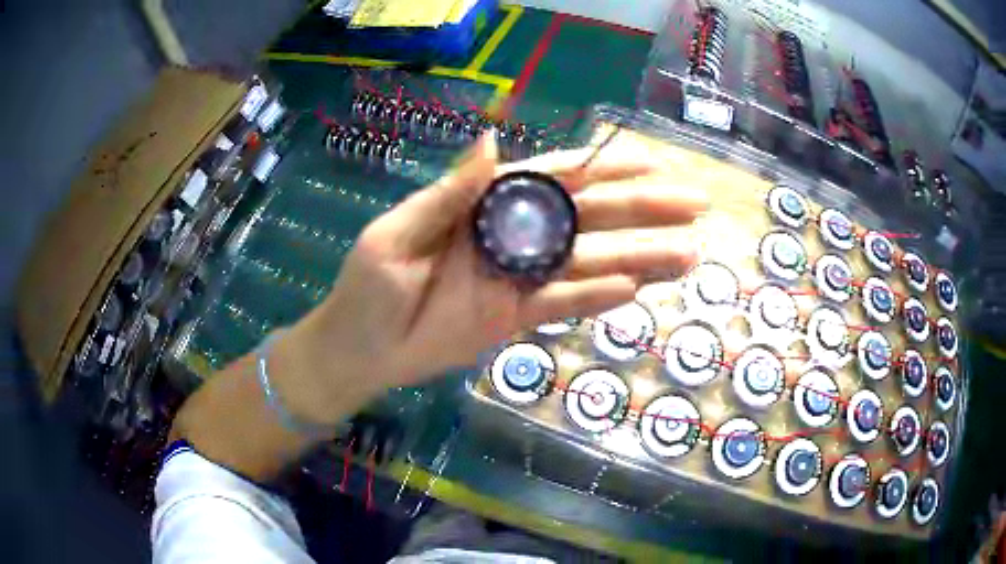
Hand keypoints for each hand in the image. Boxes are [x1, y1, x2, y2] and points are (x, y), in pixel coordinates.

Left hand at [286, 132, 706, 420]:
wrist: (362, 350)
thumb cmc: (369, 289)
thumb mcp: (399, 236)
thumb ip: (449, 193)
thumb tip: (488, 137)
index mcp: (485, 204)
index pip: (555, 177)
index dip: (604, 166)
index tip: (651, 162)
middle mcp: (513, 236)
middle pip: (588, 216)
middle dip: (643, 210)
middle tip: (693, 206)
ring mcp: (520, 278)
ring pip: (589, 261)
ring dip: (639, 256)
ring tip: (688, 255)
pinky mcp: (518, 317)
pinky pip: (566, 304)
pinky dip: (600, 298)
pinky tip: (638, 290)